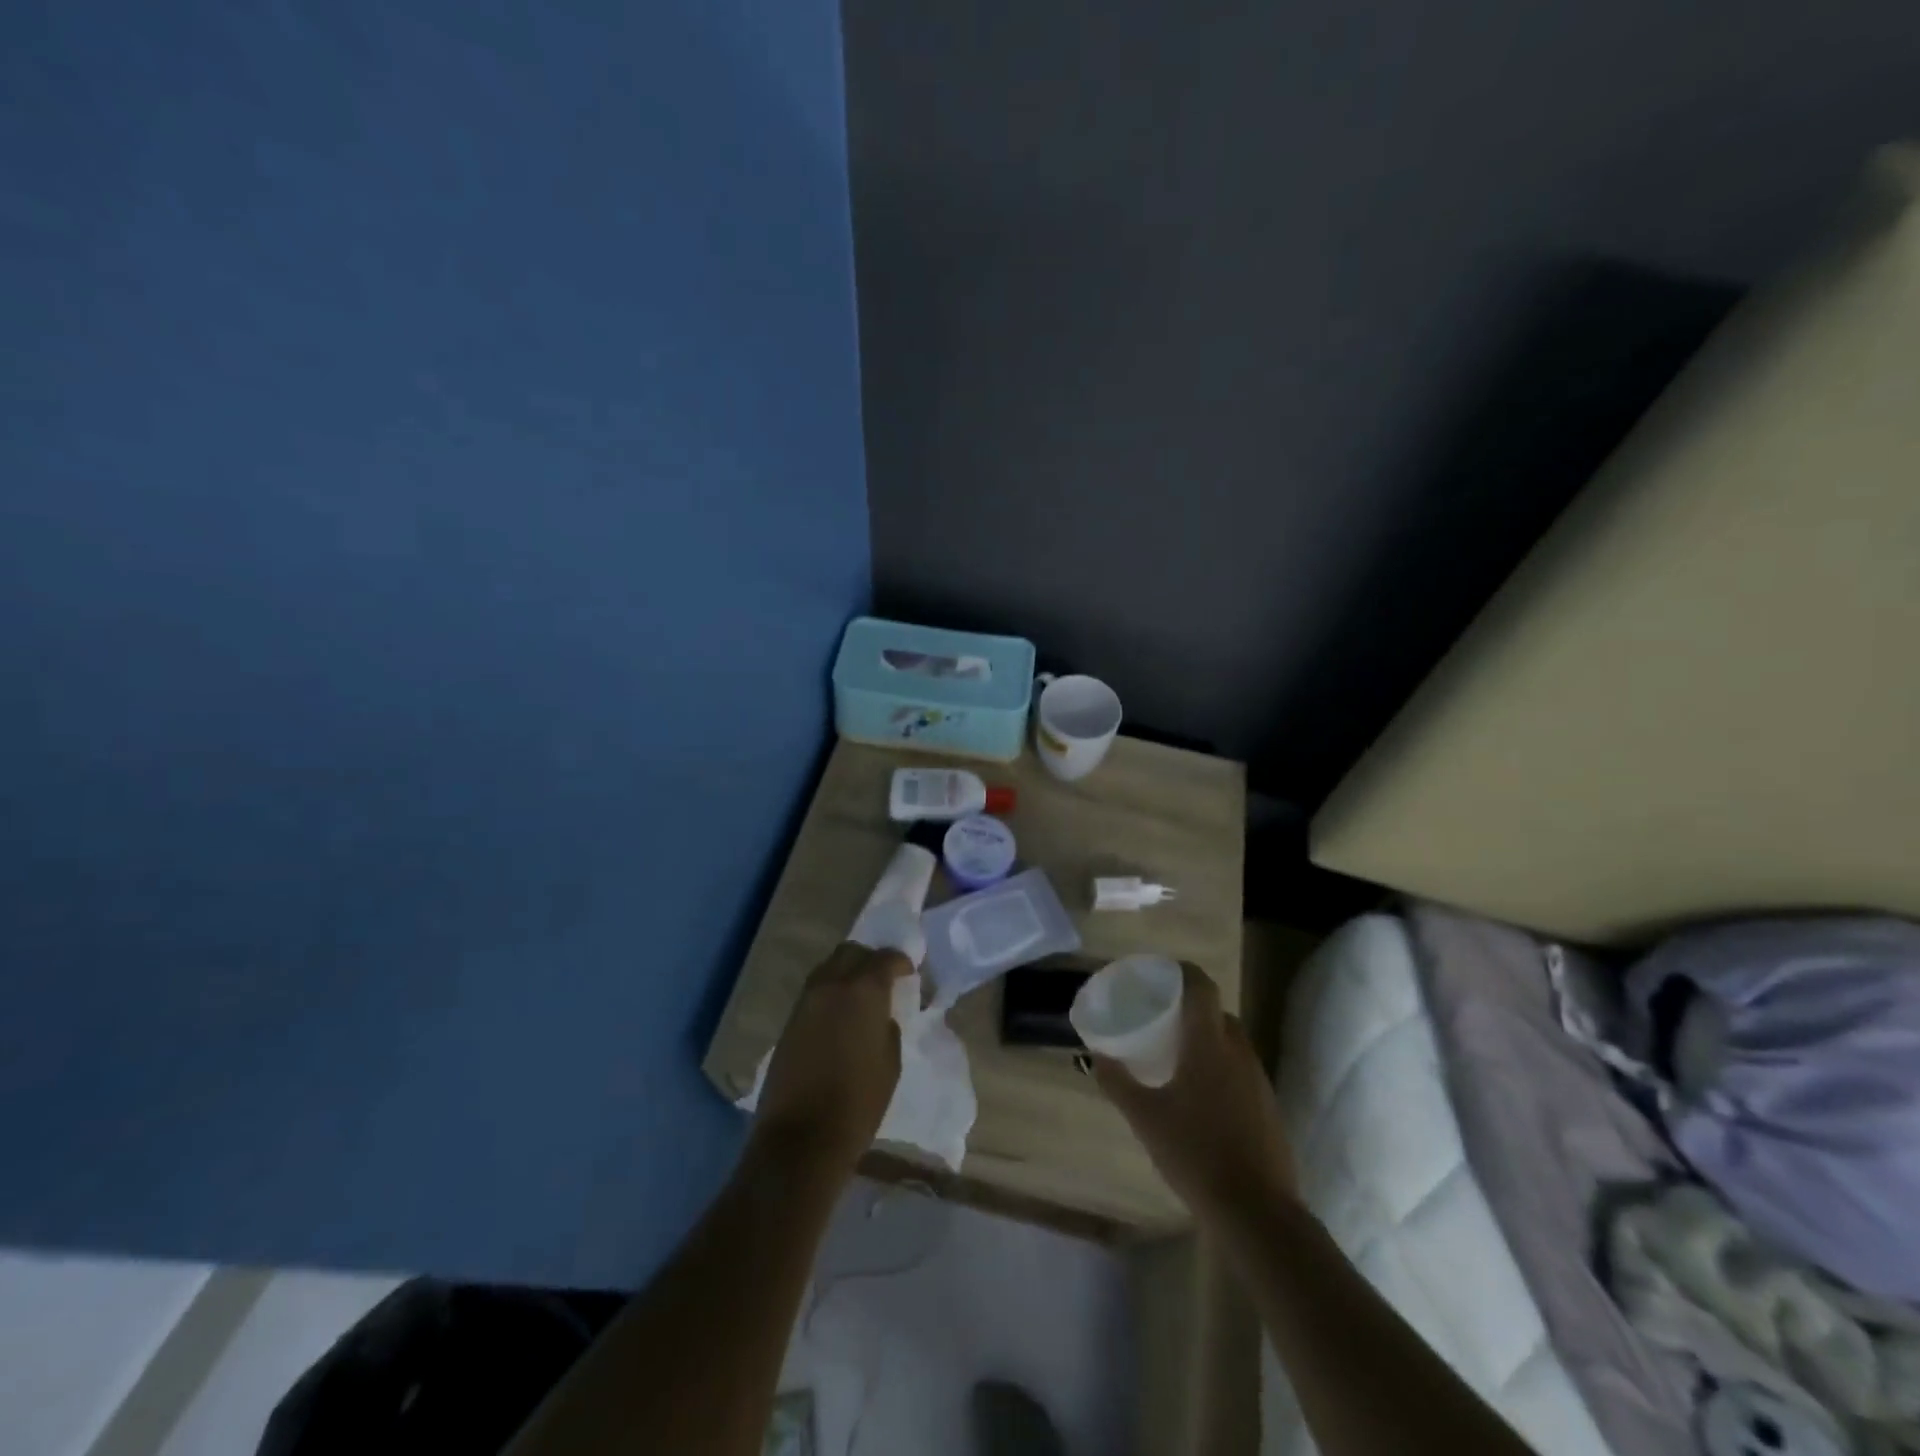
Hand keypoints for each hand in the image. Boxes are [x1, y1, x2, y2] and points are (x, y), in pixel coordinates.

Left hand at [749, 943, 911, 1174]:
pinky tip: (840, 1014)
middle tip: (884, 978)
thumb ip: (888, 1027)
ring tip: (861, 996)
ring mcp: (806, 1001)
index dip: (900, 961)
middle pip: (851, 953)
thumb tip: (880, 1016)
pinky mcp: (789, 1021)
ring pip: (828, 968)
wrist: (801, 1138)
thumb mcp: (890, 1064)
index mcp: (863, 991)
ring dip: (847, 973)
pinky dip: (830, 993)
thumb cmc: (858, 1103)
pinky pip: (814, 992)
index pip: (885, 959)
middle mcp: (831, 985)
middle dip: (869, 959)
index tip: (909, 972)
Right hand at [1092, 962, 1297, 1221]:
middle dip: (1189, 1008)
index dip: (1182, 972)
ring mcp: (1258, 1079)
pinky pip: (1240, 1069)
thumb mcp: (1144, 1117)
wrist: (1257, 1212)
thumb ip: (1117, 1081)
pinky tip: (1200, 1094)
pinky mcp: (1268, 1106)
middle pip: (1216, 1011)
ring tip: (1175, 1054)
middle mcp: (1238, 1051)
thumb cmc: (1194, 1153)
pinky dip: (1220, 1065)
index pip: (1201, 986)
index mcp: (1209, 1043)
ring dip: (1206, 1037)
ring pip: (1230, 1041)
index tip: (1159, 975)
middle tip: (1159, 1017)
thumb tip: (1094, 1055)